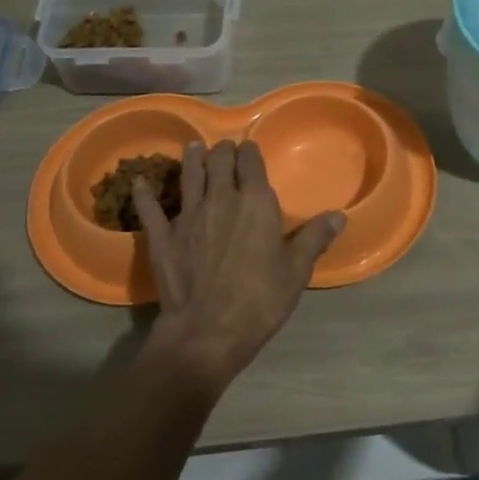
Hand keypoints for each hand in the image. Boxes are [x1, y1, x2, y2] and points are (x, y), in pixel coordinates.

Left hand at [131, 140, 342, 392]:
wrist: (207, 331)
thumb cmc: (259, 301)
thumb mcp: (296, 271)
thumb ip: (315, 238)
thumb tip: (339, 215)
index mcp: (255, 202)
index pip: (250, 161)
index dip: (250, 152)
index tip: (250, 151)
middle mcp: (220, 198)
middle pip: (218, 160)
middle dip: (222, 151)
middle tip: (224, 152)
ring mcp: (187, 214)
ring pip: (188, 174)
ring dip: (191, 158)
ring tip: (193, 148)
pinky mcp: (162, 235)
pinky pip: (149, 207)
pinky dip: (144, 192)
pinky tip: (139, 181)